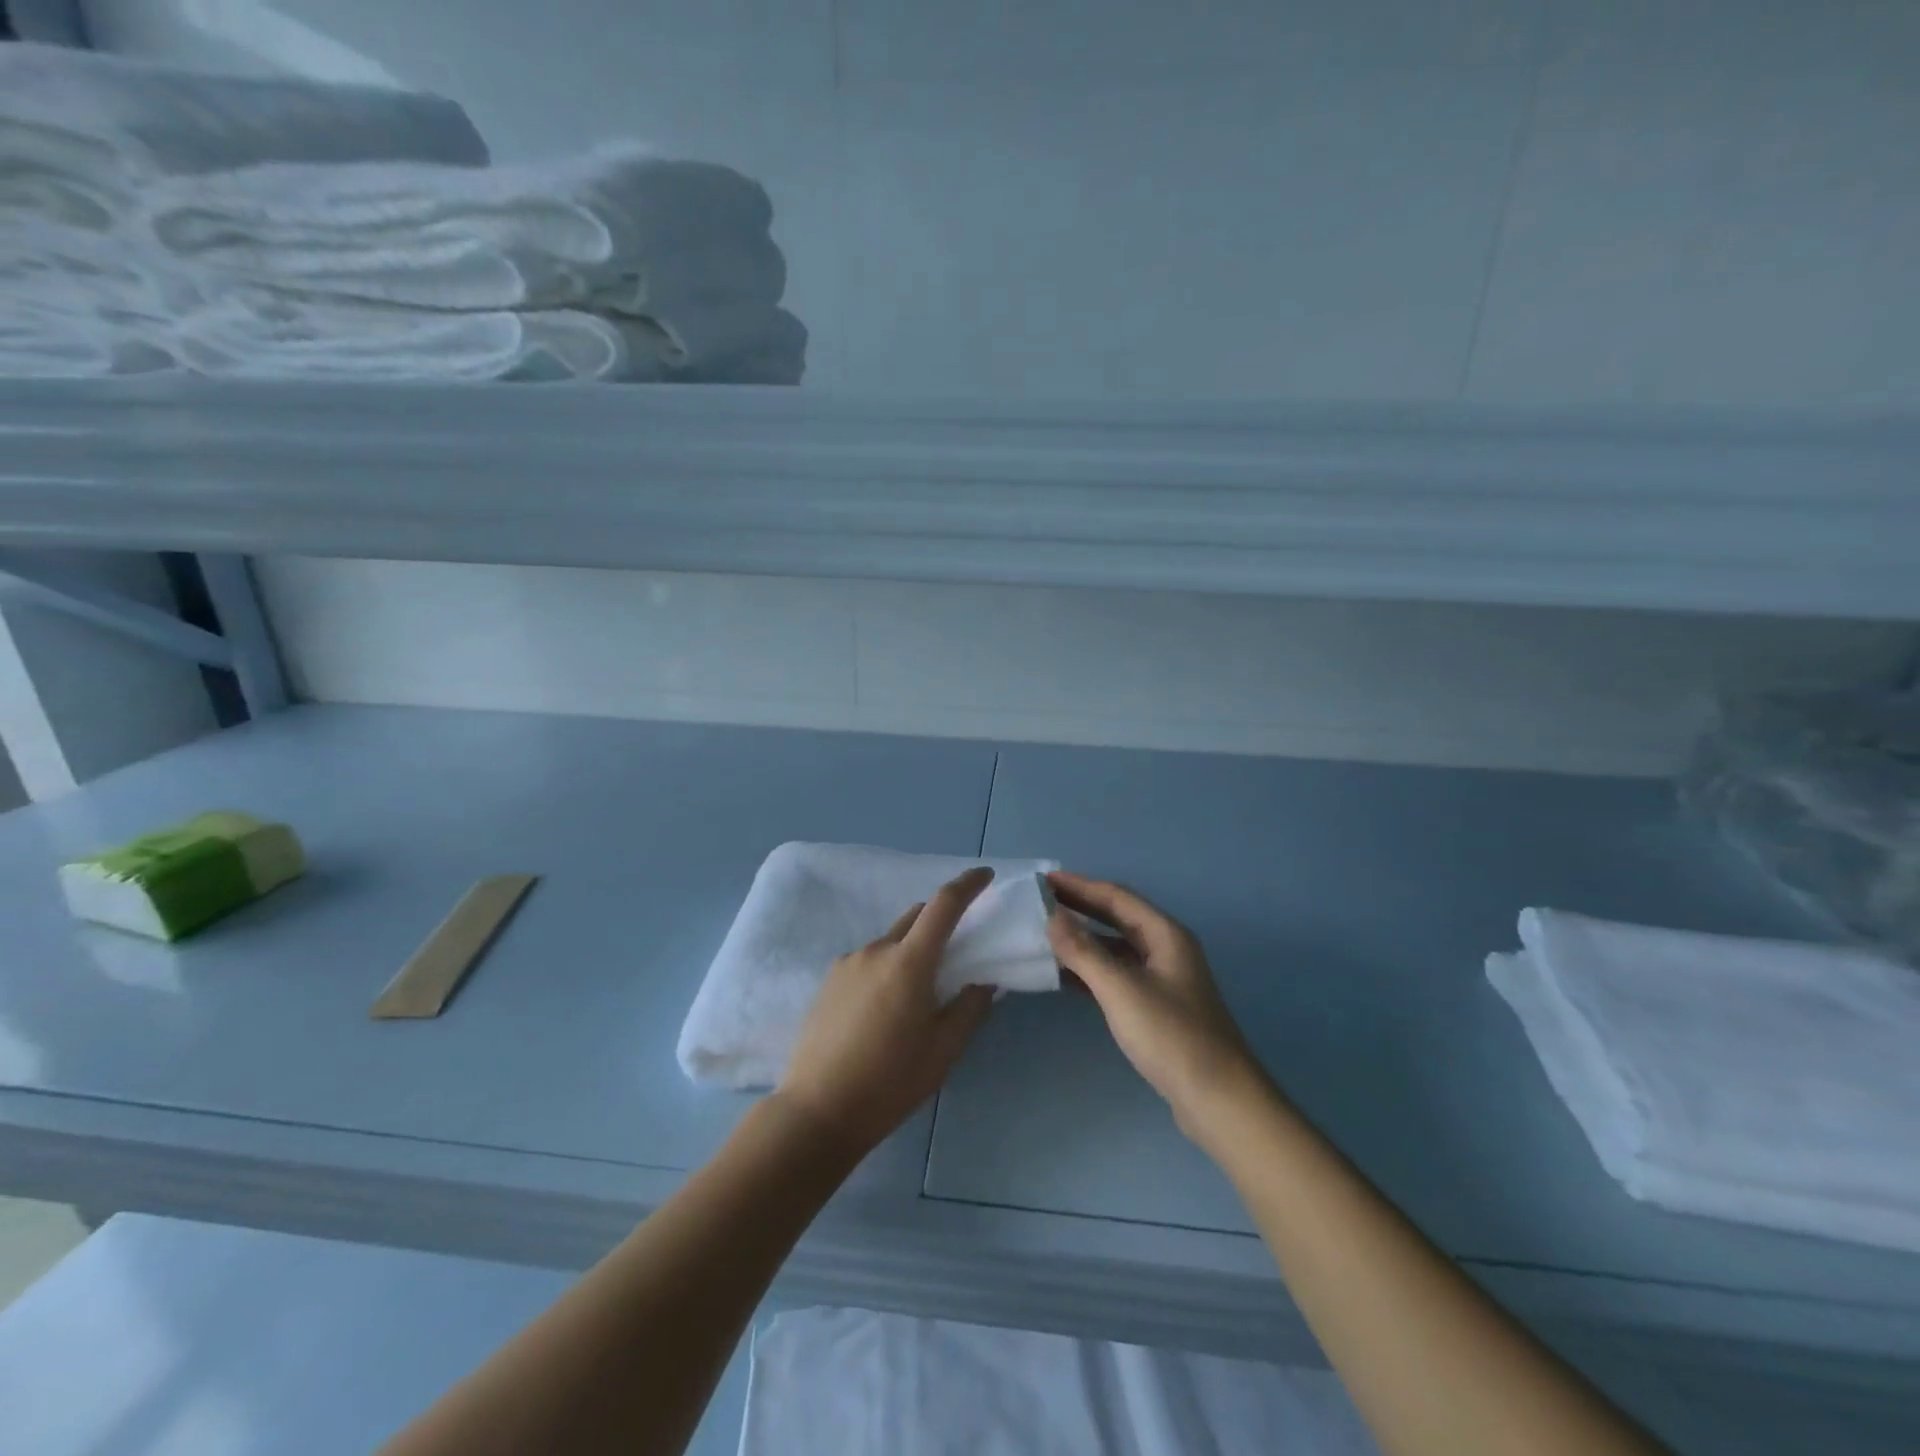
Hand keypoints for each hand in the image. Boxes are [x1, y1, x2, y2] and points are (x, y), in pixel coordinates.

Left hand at [776, 867, 997, 1156]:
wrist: (818, 1109)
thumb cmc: (890, 1081)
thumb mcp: (944, 1050)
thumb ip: (970, 1008)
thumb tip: (984, 980)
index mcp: (909, 962)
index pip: (944, 905)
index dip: (968, 884)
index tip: (985, 875)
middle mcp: (876, 949)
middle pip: (916, 917)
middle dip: (940, 921)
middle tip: (957, 950)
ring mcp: (848, 962)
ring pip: (891, 940)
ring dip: (911, 949)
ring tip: (916, 993)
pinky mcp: (829, 980)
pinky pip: (868, 959)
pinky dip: (886, 966)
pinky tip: (884, 1008)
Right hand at [1047, 871, 1259, 1136]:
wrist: (1218, 1100)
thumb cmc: (1171, 1036)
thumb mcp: (1121, 989)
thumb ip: (1083, 951)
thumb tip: (1052, 916)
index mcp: (1165, 934)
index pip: (1116, 897)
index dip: (1079, 886)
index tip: (1043, 879)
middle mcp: (1166, 949)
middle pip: (1117, 918)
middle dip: (1080, 907)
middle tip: (1040, 902)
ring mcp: (1163, 979)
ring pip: (1116, 947)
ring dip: (1083, 940)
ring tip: (1046, 935)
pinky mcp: (1157, 1007)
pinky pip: (1118, 975)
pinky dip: (1091, 970)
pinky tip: (1065, 976)